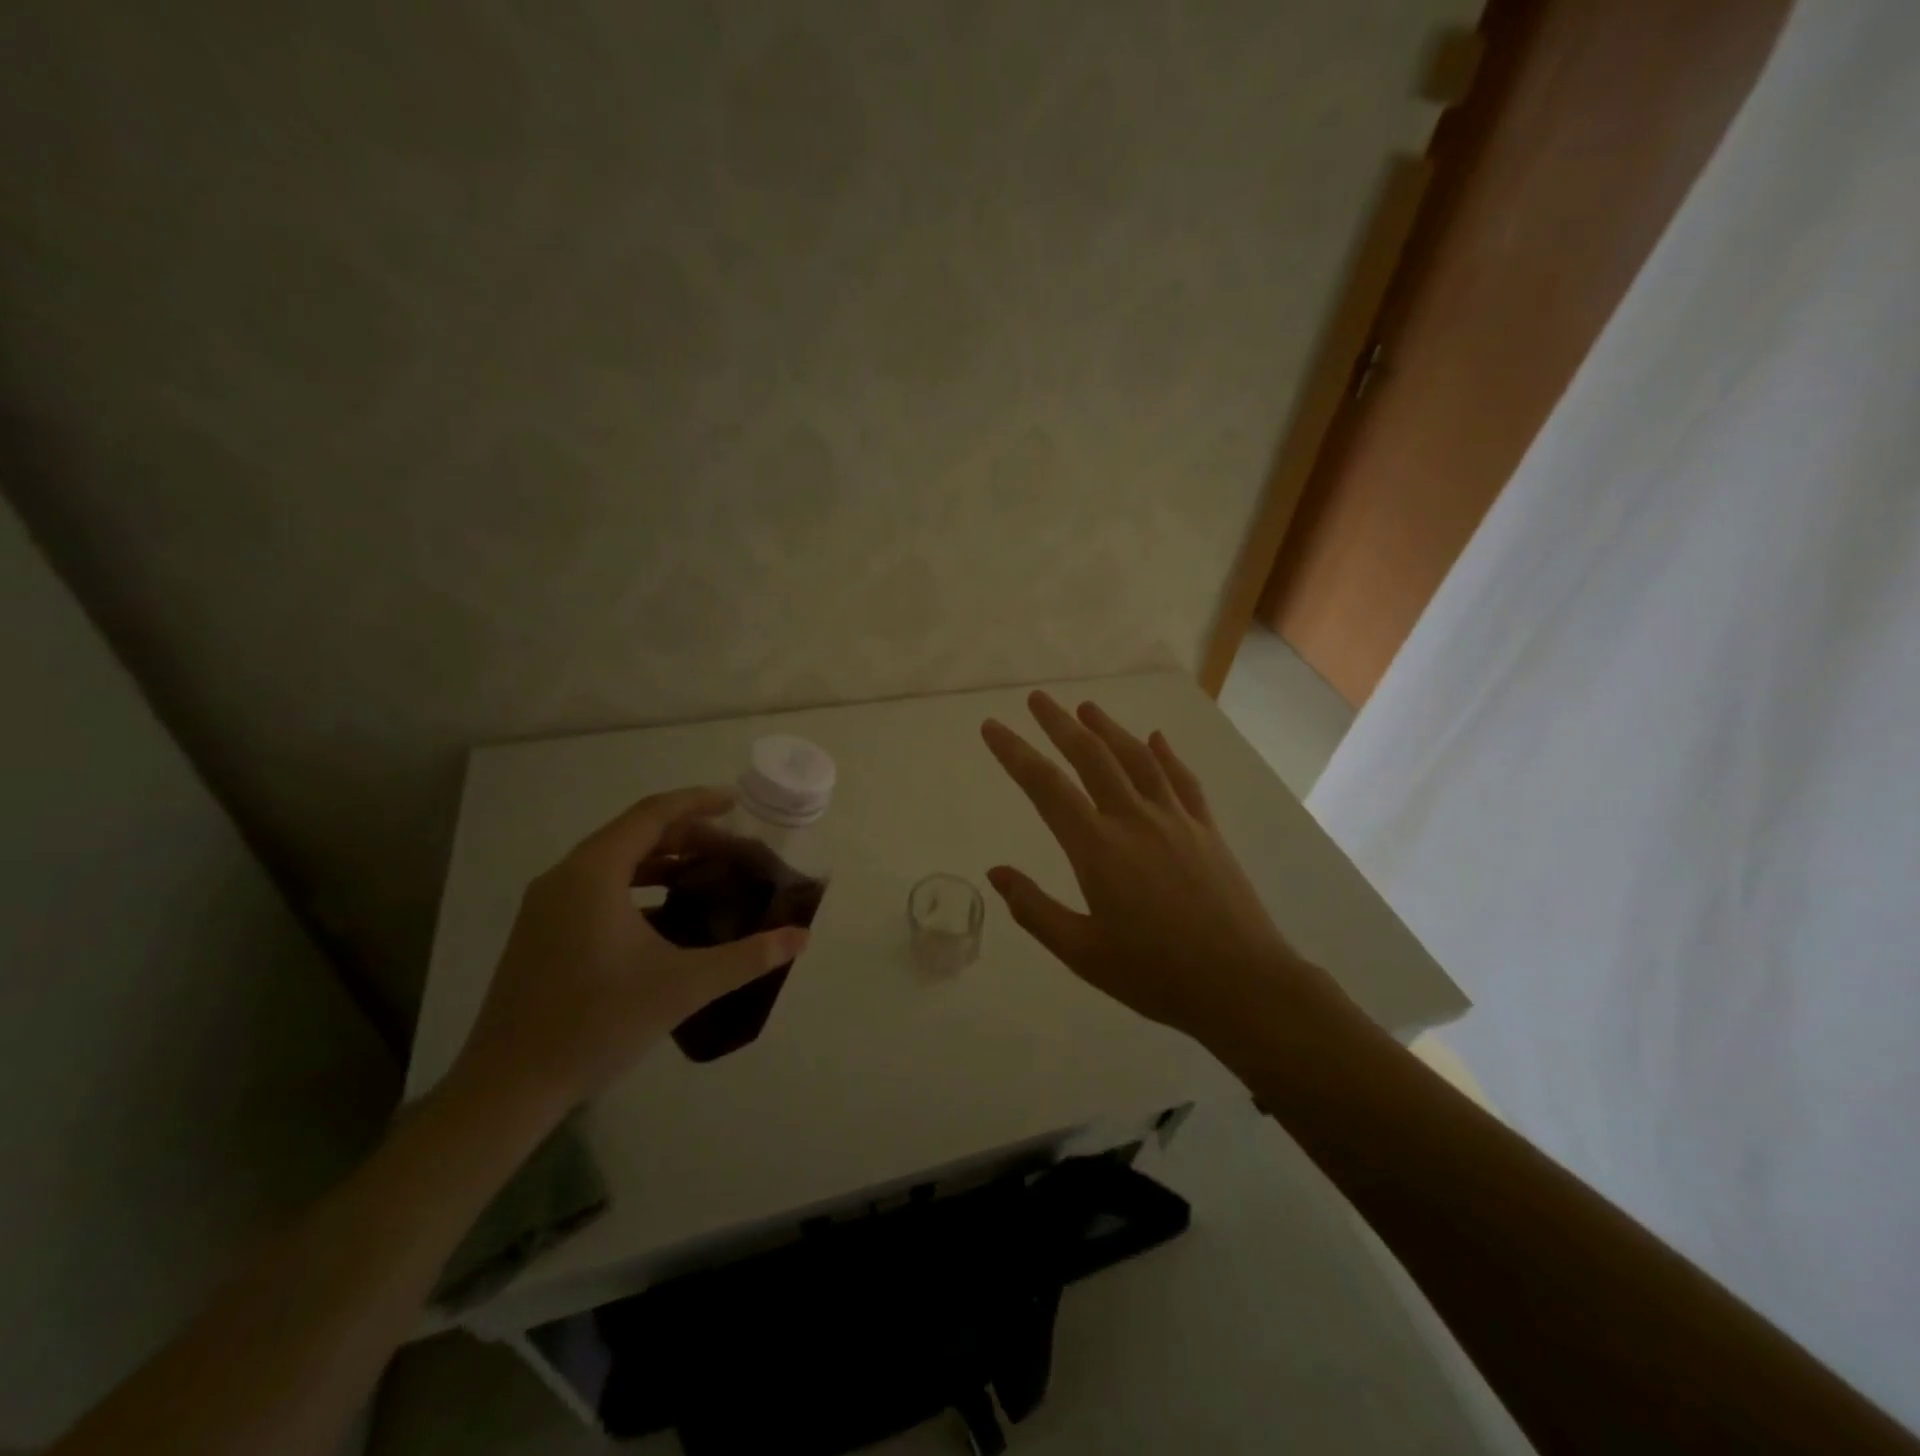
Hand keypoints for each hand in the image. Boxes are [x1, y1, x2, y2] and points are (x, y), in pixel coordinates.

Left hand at [448, 789, 808, 1116]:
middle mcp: (565, 877)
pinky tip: (667, 913)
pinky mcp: (542, 932)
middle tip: (734, 849)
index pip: (652, 814)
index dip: (697, 802)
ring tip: (707, 873)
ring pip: (614, 861)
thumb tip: (802, 937)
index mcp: (593, 873)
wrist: (509, 1087)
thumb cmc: (598, 1022)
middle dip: (688, 835)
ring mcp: (547, 906)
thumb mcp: (684, 985)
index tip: (737, 804)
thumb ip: (748, 957)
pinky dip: (638, 885)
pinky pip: (598, 887)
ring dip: (663, 860)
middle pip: (634, 833)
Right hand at [981, 692, 1341, 1048]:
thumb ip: (1034, 909)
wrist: (1242, 985)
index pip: (1045, 787)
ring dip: (1109, 728)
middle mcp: (1134, 819)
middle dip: (1059, 724)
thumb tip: (997, 873)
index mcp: (1098, 848)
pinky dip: (1166, 754)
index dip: (1015, 753)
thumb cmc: (1155, 975)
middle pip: (1091, 756)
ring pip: (1137, 758)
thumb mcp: (1082, 953)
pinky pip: (1182, 780)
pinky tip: (1157, 739)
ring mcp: (1175, 820)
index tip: (992, 727)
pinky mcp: (1206, 830)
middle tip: (1037, 698)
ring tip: (1087, 708)